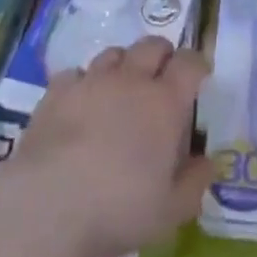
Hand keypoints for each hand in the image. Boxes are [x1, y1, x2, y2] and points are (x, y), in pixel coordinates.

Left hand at [7, 37, 214, 256]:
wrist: (47, 204)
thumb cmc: (118, 208)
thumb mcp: (170, 211)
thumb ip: (195, 183)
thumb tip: (209, 161)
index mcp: (165, 103)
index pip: (189, 63)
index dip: (197, 64)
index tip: (199, 76)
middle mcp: (131, 80)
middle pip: (152, 45)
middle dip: (162, 55)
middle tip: (161, 78)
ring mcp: (91, 81)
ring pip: (114, 53)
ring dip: (123, 65)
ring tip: (121, 89)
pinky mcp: (57, 91)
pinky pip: (76, 73)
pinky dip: (84, 83)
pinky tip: (80, 103)